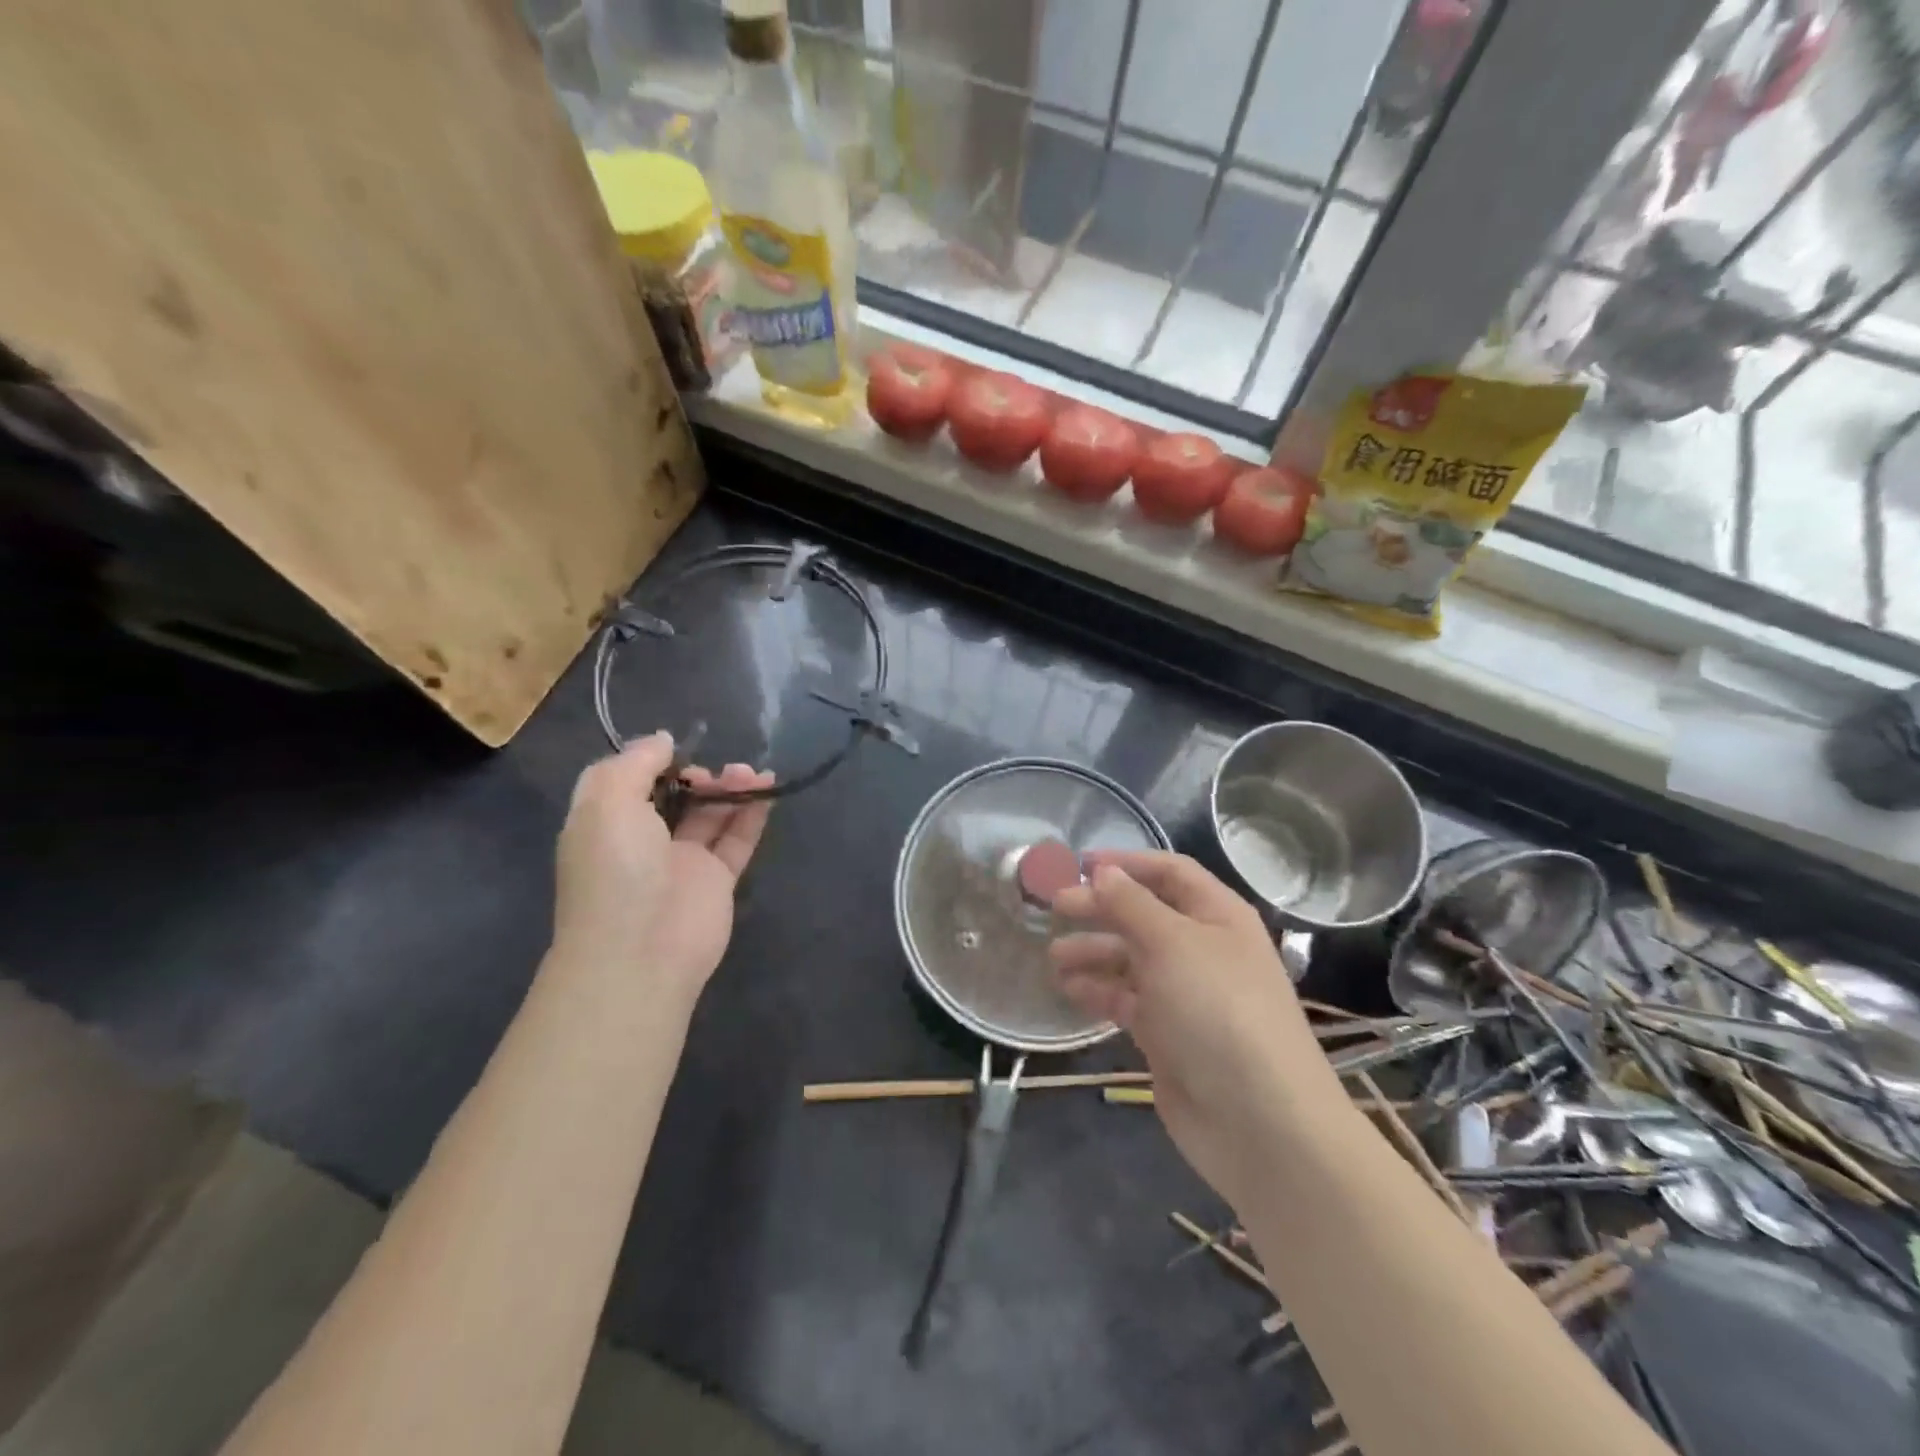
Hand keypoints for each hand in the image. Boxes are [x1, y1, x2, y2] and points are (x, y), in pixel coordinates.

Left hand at [553, 733, 773, 996]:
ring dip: (730, 788)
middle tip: (714, 771)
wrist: (641, 951)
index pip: (629, 781)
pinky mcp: (717, 880)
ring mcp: (682, 862)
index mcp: (606, 822)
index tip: (679, 748)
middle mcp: (642, 840)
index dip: (653, 761)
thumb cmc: (615, 869)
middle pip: (675, 796)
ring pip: (710, 815)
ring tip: (751, 773)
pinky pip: (737, 839)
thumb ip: (635, 762)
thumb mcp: (606, 800)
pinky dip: (752, 813)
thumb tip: (663, 739)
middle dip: (697, 774)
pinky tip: (767, 789)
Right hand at [1050, 852, 1345, 1209]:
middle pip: (1144, 914)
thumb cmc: (1217, 1010)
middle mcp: (1202, 948)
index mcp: (1217, 916)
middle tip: (1053, 907)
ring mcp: (1185, 994)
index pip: (1170, 873)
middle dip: (1101, 908)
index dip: (1127, 863)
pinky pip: (1127, 1000)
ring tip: (1053, 955)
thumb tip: (1103, 872)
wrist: (1258, 1121)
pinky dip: (1099, 991)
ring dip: (1093, 952)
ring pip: (1131, 959)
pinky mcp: (1168, 1034)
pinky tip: (1069, 989)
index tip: (1079, 865)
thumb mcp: (1172, 943)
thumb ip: (1131, 904)